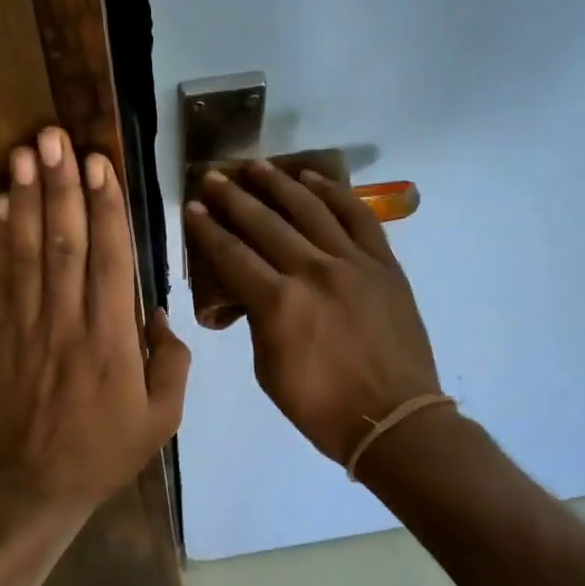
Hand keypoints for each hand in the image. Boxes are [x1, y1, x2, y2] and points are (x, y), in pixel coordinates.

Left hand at [0, 127, 189, 514]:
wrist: (33, 483)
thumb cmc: (104, 450)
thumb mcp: (162, 418)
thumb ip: (172, 362)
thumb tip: (158, 313)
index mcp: (111, 341)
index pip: (109, 261)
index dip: (104, 209)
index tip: (100, 165)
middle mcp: (67, 323)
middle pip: (64, 243)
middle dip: (61, 186)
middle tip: (56, 137)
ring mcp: (27, 326)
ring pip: (28, 252)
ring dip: (28, 199)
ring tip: (26, 152)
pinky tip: (2, 202)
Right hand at [182, 160, 440, 464]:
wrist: (393, 419)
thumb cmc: (321, 406)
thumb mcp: (269, 370)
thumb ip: (258, 321)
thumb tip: (255, 291)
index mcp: (278, 304)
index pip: (232, 255)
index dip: (207, 230)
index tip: (191, 209)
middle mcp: (312, 271)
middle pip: (264, 224)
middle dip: (232, 198)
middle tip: (212, 178)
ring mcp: (352, 263)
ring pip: (309, 210)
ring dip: (278, 184)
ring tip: (255, 166)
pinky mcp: (383, 264)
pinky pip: (357, 217)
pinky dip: (333, 194)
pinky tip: (311, 179)